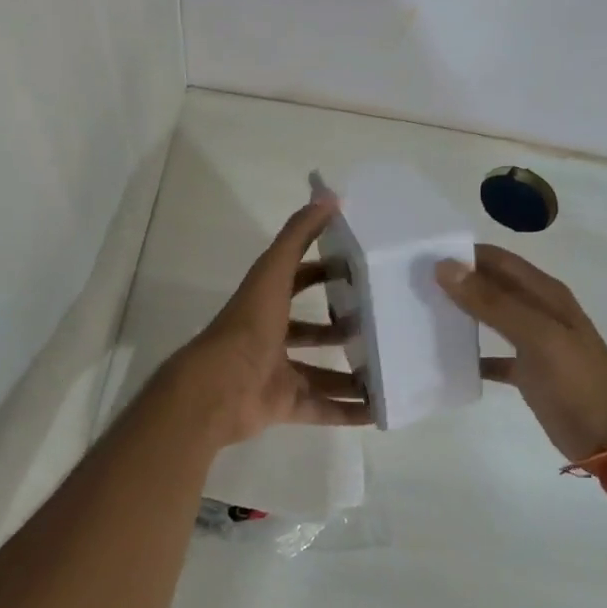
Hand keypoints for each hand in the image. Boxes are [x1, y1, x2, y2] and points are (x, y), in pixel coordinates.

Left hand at [168, 193, 372, 450]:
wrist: (218, 389)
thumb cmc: (248, 326)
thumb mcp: (274, 273)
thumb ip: (297, 236)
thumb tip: (328, 195)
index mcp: (266, 304)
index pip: (298, 280)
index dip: (324, 272)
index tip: (359, 270)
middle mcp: (271, 337)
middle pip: (311, 330)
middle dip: (341, 328)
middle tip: (381, 325)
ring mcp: (277, 373)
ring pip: (320, 373)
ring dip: (350, 373)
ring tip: (388, 369)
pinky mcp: (284, 405)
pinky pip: (322, 409)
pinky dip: (348, 412)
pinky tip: (380, 411)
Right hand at [436, 244, 606, 464]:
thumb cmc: (579, 381)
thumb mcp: (537, 336)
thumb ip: (492, 302)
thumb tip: (445, 267)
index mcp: (544, 293)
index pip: (497, 259)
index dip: (463, 254)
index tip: (422, 256)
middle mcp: (538, 311)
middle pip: (490, 285)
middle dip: (456, 281)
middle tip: (411, 284)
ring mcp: (533, 342)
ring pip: (489, 317)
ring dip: (460, 313)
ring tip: (420, 313)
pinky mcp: (528, 373)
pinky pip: (492, 357)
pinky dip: (471, 356)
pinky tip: (445, 360)